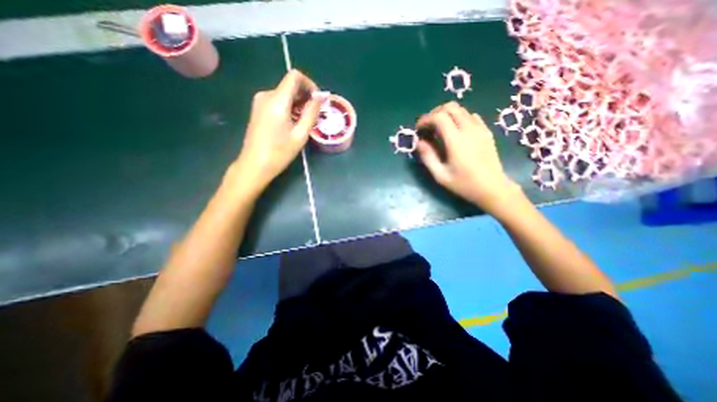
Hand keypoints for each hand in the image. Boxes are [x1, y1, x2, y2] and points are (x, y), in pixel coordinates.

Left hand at [232, 70, 320, 193]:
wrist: (254, 165)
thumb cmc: (279, 153)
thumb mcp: (300, 135)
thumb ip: (311, 113)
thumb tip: (321, 97)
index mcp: (277, 101)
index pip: (295, 77)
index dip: (310, 85)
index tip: (318, 101)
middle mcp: (266, 95)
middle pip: (290, 86)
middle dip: (306, 97)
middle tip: (315, 116)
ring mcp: (260, 102)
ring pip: (285, 94)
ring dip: (298, 104)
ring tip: (305, 123)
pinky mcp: (258, 109)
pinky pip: (278, 101)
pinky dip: (290, 108)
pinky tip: (293, 123)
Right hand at [415, 101, 521, 212]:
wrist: (493, 188)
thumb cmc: (464, 184)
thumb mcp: (441, 175)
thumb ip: (428, 157)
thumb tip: (418, 142)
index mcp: (456, 141)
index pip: (439, 117)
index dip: (425, 119)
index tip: (418, 129)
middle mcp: (469, 129)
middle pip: (450, 107)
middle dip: (434, 113)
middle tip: (427, 127)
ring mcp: (480, 129)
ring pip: (461, 109)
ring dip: (446, 115)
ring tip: (439, 129)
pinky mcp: (486, 132)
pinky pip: (471, 116)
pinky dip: (459, 118)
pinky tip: (455, 131)